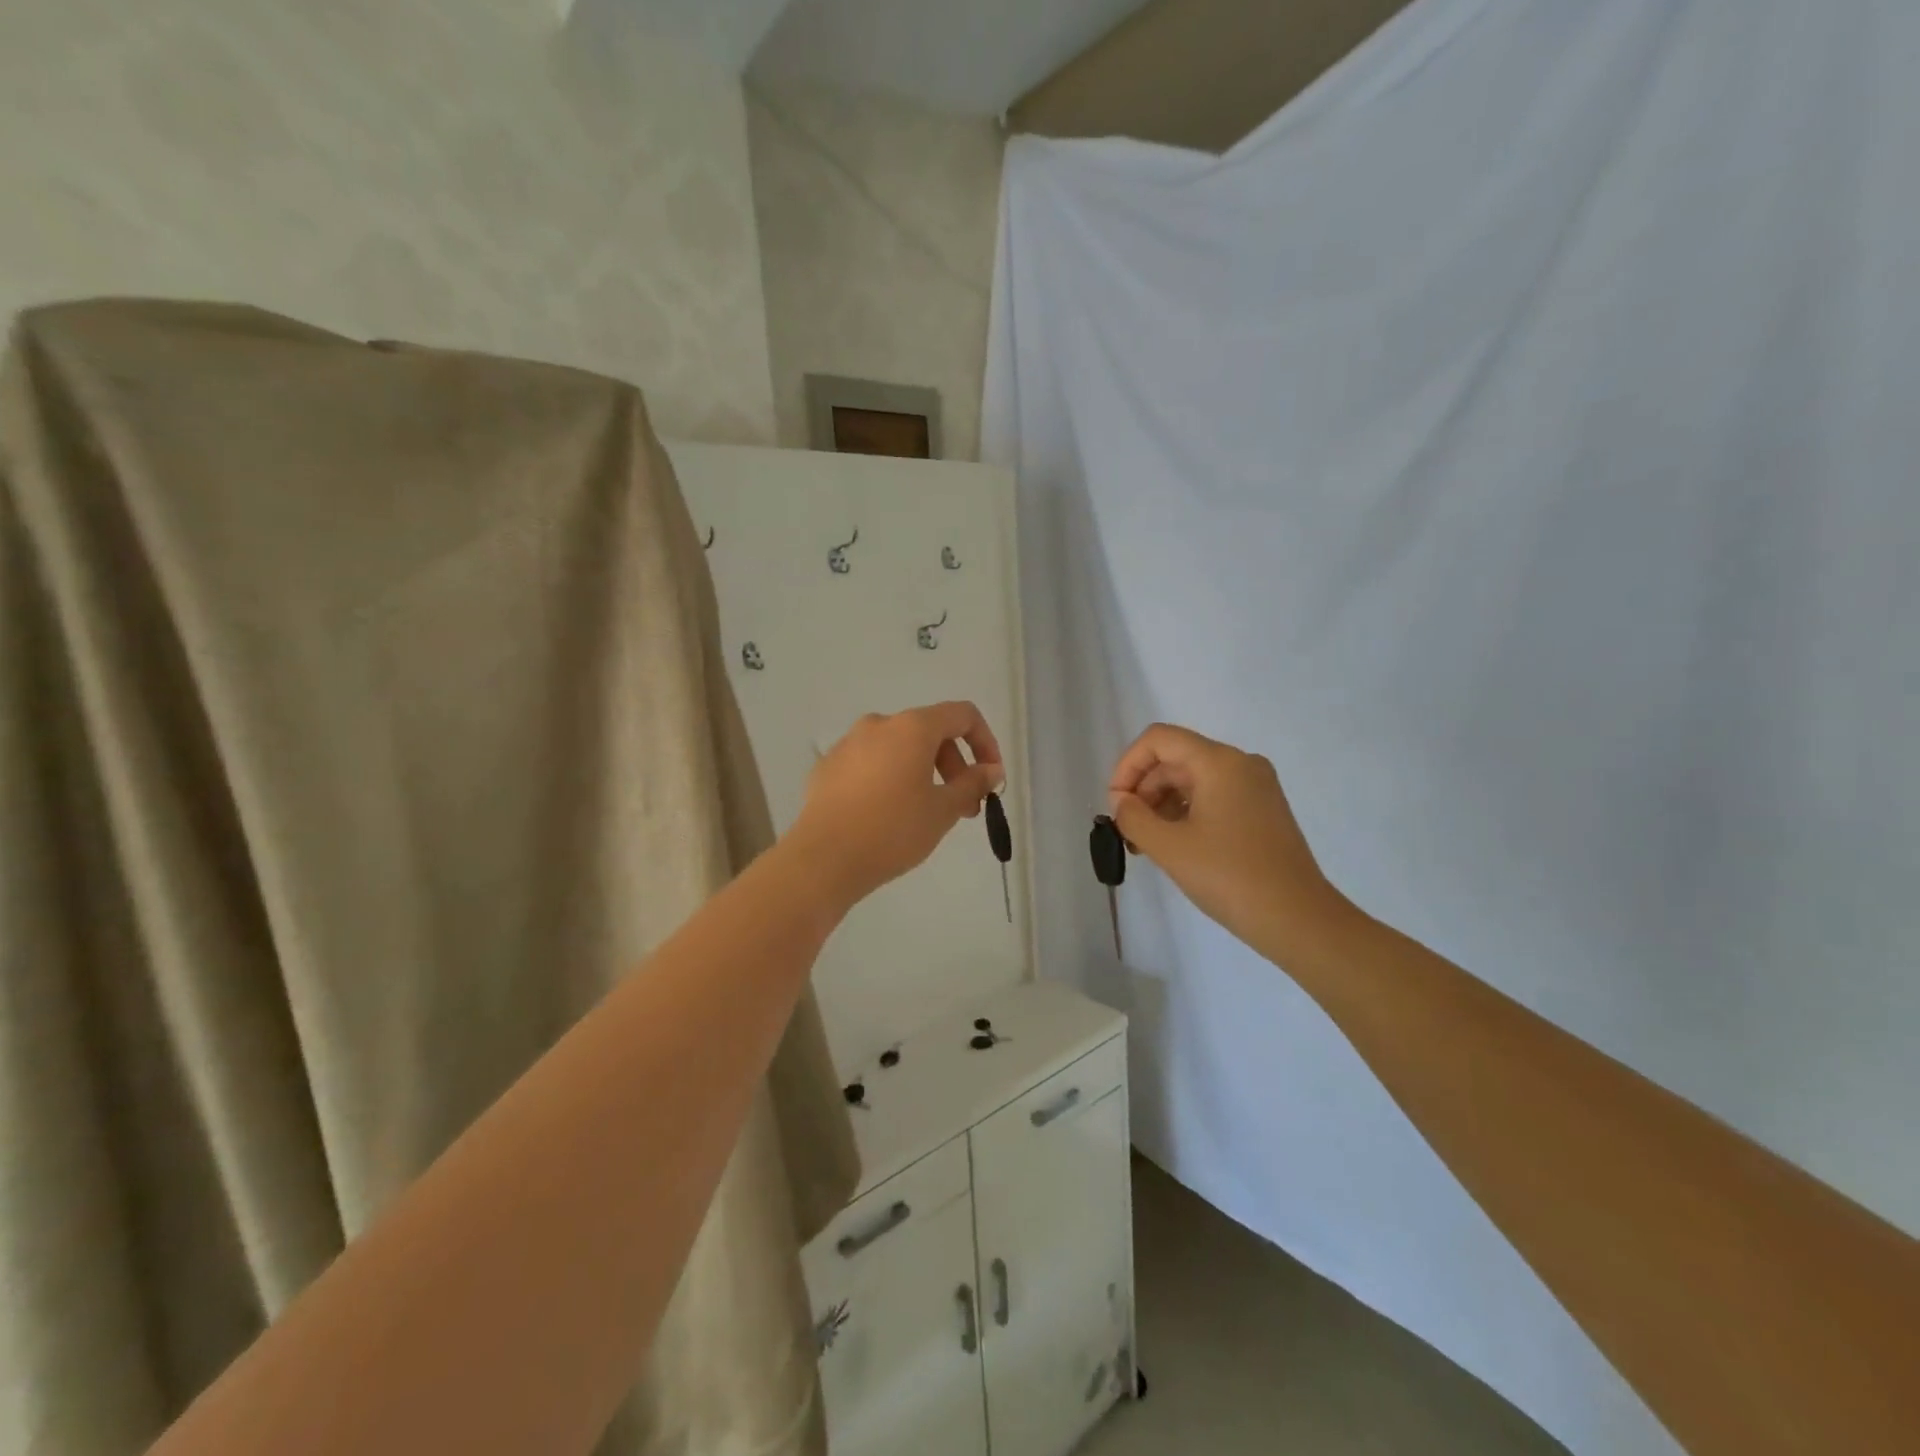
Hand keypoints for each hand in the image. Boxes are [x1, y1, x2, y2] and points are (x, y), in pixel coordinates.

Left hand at [788, 702, 1004, 910]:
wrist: (824, 859)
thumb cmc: (893, 830)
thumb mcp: (943, 810)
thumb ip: (973, 784)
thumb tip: (991, 770)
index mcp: (912, 727)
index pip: (962, 715)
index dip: (985, 742)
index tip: (990, 778)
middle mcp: (879, 724)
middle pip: (929, 732)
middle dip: (954, 765)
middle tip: (964, 807)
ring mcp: (849, 744)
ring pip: (899, 748)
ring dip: (923, 773)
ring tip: (927, 813)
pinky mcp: (828, 767)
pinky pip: (871, 764)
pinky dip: (890, 779)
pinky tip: (888, 815)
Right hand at [1108, 724, 1352, 960]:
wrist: (1299, 920)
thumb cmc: (1230, 877)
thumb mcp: (1169, 847)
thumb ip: (1133, 818)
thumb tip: (1122, 802)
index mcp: (1219, 762)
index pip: (1159, 740)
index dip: (1127, 765)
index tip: (1116, 805)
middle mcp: (1240, 764)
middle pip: (1175, 759)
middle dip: (1143, 789)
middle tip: (1127, 831)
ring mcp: (1256, 787)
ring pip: (1193, 779)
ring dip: (1162, 805)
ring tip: (1146, 845)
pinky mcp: (1262, 810)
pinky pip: (1213, 797)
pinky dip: (1186, 814)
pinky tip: (1174, 846)